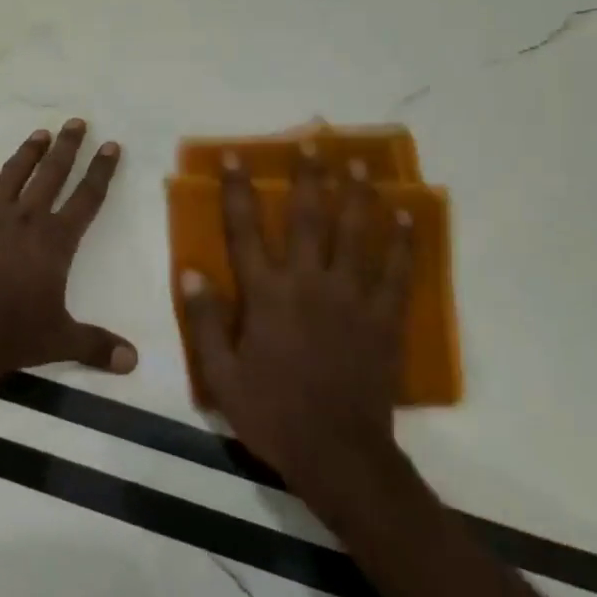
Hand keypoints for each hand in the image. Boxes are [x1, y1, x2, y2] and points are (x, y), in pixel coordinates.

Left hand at [0, 120, 137, 384]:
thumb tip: (134, 362)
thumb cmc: (12, 334)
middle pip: (52, 174)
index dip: (101, 171)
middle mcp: (26, 219)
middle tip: (76, 122)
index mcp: (56, 241)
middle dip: (67, 147)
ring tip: (40, 134)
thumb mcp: (60, 340)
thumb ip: (97, 346)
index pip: (87, 198)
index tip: (111, 146)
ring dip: (27, 153)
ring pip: (13, 174)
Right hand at [181, 144, 412, 507]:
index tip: (234, 157)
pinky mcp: (384, 319)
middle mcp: (309, 284)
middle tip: (313, 142)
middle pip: (310, 219)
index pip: (246, 230)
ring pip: (356, 235)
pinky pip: (398, 272)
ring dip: (357, 195)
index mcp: (266, 295)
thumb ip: (203, 322)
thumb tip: (192, 272)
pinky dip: (402, 242)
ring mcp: (352, 299)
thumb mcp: (221, 376)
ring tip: (360, 164)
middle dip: (309, 177)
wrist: (338, 454)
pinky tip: (404, 216)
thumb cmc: (272, 413)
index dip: (237, 190)